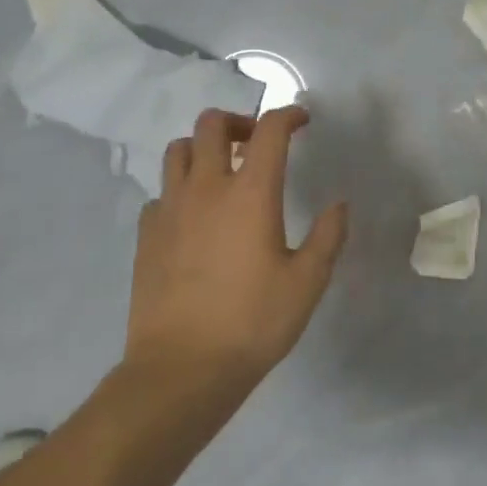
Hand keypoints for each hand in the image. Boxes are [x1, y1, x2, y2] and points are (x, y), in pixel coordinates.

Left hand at [126, 106, 348, 388]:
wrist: (181, 369)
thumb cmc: (252, 323)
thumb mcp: (307, 283)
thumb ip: (328, 236)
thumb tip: (339, 204)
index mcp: (250, 193)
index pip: (269, 131)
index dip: (288, 115)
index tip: (302, 121)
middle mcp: (206, 188)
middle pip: (212, 124)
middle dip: (238, 121)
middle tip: (257, 143)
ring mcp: (170, 209)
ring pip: (178, 150)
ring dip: (204, 148)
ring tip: (223, 172)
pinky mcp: (147, 234)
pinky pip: (162, 192)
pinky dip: (180, 190)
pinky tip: (194, 217)